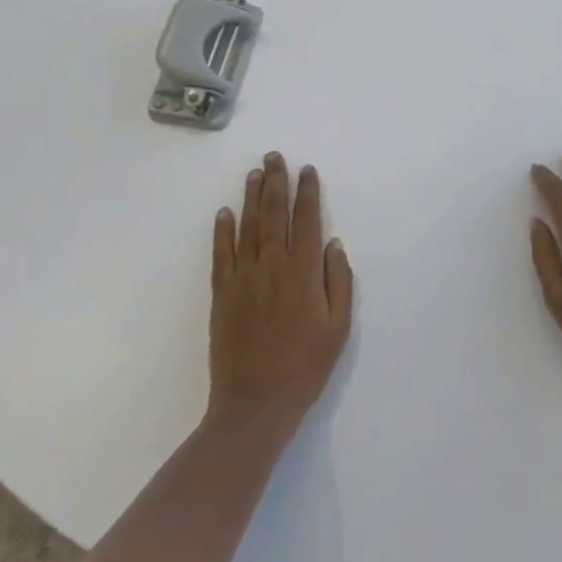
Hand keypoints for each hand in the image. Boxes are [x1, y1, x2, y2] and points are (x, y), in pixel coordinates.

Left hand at [208, 152, 353, 432]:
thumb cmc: (305, 367)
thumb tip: (333, 244)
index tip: (307, 170)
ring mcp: (244, 278)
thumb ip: (339, 281)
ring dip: (251, 197)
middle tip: (275, 156)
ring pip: (248, 226)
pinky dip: (222, 231)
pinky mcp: (222, 294)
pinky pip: (221, 254)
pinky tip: (224, 212)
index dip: (307, 192)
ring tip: (255, 172)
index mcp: (304, 272)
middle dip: (276, 182)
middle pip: (275, 214)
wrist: (255, 405)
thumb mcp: (339, 328)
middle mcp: (274, 265)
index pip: (307, 220)